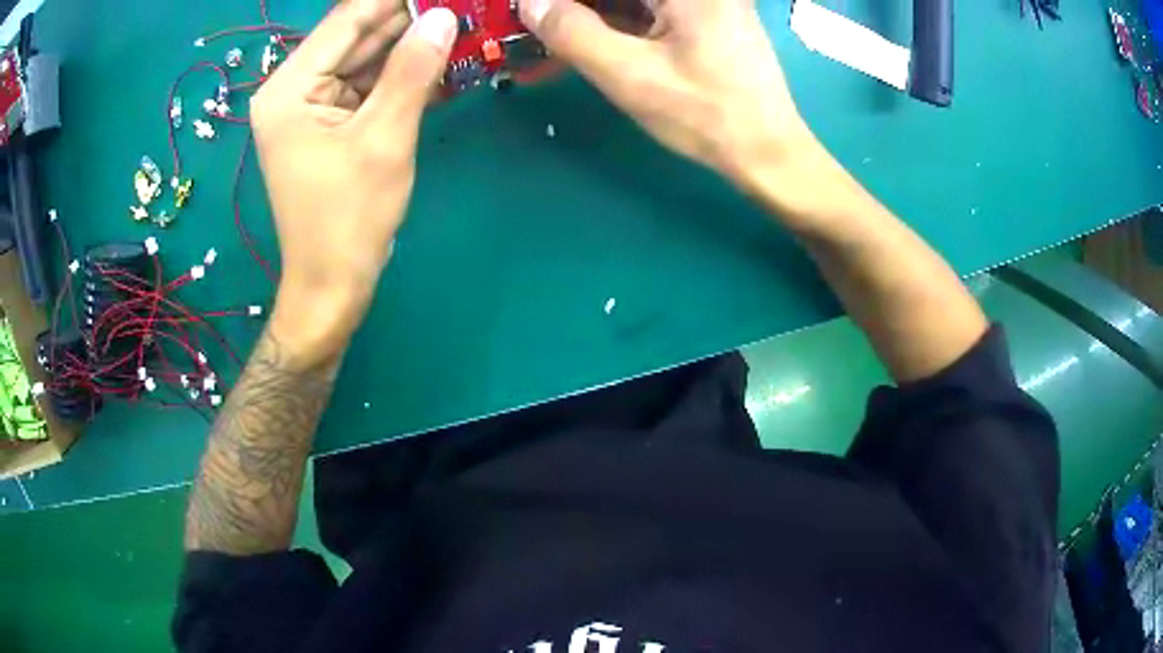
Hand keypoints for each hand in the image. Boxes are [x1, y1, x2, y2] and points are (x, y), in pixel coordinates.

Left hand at [251, 0, 456, 357]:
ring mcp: (308, 107)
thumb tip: (444, 16)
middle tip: (460, 8)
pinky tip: (439, 60)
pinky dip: (399, 75)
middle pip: (355, 36)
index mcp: (289, 88)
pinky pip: (365, 85)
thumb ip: (412, 71)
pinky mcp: (325, 123)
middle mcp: (292, 89)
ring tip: (459, 26)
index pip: (347, 20)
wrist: (331, 285)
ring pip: (364, 59)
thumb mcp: (384, 138)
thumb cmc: (349, 218)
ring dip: (409, 44)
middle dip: (408, 19)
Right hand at [518, 0, 818, 185]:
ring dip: (595, 11)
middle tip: (541, 20)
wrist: (767, 151)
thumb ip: (573, 33)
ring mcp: (706, 1)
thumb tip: (529, 3)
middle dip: (577, 5)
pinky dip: (619, 18)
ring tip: (556, 28)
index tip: (534, 11)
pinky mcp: (707, 17)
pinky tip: (591, 34)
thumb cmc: (704, 114)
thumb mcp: (629, 75)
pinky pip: (652, 8)